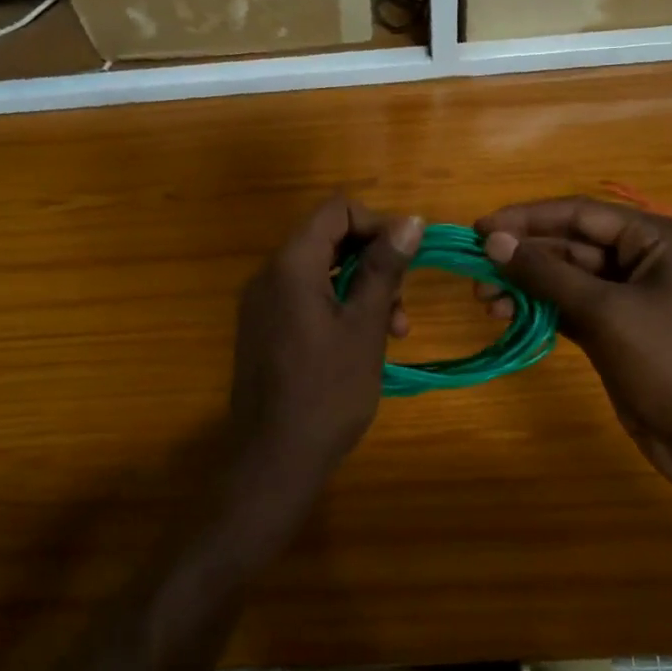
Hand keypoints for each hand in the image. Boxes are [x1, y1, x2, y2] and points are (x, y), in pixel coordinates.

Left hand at [228, 194, 422, 493]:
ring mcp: (262, 304)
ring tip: (394, 330)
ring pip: (320, 272)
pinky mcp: (263, 330)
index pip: (335, 210)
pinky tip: (364, 343)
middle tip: (402, 302)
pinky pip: (304, 299)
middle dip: (372, 261)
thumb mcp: (365, 326)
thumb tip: (409, 220)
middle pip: (328, 239)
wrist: (274, 460)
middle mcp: (269, 275)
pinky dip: (338, 308)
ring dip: (361, 289)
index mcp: (291, 266)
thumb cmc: (327, 392)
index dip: (376, 224)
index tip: (406, 257)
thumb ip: (383, 268)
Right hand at [475, 197, 671, 496]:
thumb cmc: (671, 363)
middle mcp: (640, 260)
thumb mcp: (606, 312)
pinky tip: (505, 315)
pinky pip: (568, 308)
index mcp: (653, 239)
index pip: (579, 213)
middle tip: (474, 271)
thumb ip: (547, 274)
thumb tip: (493, 240)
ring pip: (564, 279)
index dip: (525, 218)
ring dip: (524, 285)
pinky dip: (538, 310)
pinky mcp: (614, 332)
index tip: (478, 229)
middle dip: (522, 257)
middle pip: (568, 245)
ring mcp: (627, 298)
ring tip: (483, 300)